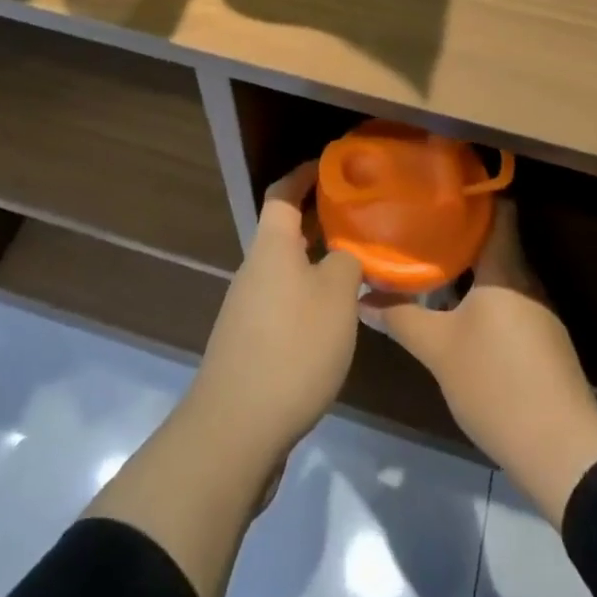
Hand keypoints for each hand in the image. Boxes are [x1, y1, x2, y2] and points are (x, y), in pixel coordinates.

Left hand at [187, 163, 363, 458]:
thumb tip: (349, 253)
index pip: (283, 192)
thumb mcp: (337, 297)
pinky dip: (311, 295)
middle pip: (285, 230)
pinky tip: (338, 316)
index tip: (334, 166)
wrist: (235, 430)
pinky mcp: (251, 343)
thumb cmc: (292, 348)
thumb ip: (349, 263)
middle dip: (321, 219)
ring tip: (359, 265)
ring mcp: (248, 308)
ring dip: (319, 260)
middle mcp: (255, 269)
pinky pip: (285, 301)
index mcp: (272, 247)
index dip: (305, 174)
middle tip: (361, 216)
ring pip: (288, 268)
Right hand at [370, 200, 596, 527]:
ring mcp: (537, 312)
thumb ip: (401, 318)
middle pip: (493, 242)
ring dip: (466, 268)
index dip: (471, 193)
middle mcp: (525, 281)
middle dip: (456, 233)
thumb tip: (361, 297)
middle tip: (417, 224)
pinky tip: (453, 309)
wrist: (562, 452)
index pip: (498, 210)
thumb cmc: (498, 383)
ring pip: (497, 275)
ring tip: (427, 262)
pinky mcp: (541, 342)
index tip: (437, 185)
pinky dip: (479, 296)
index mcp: (505, 269)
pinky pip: (505, 301)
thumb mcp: (439, 350)